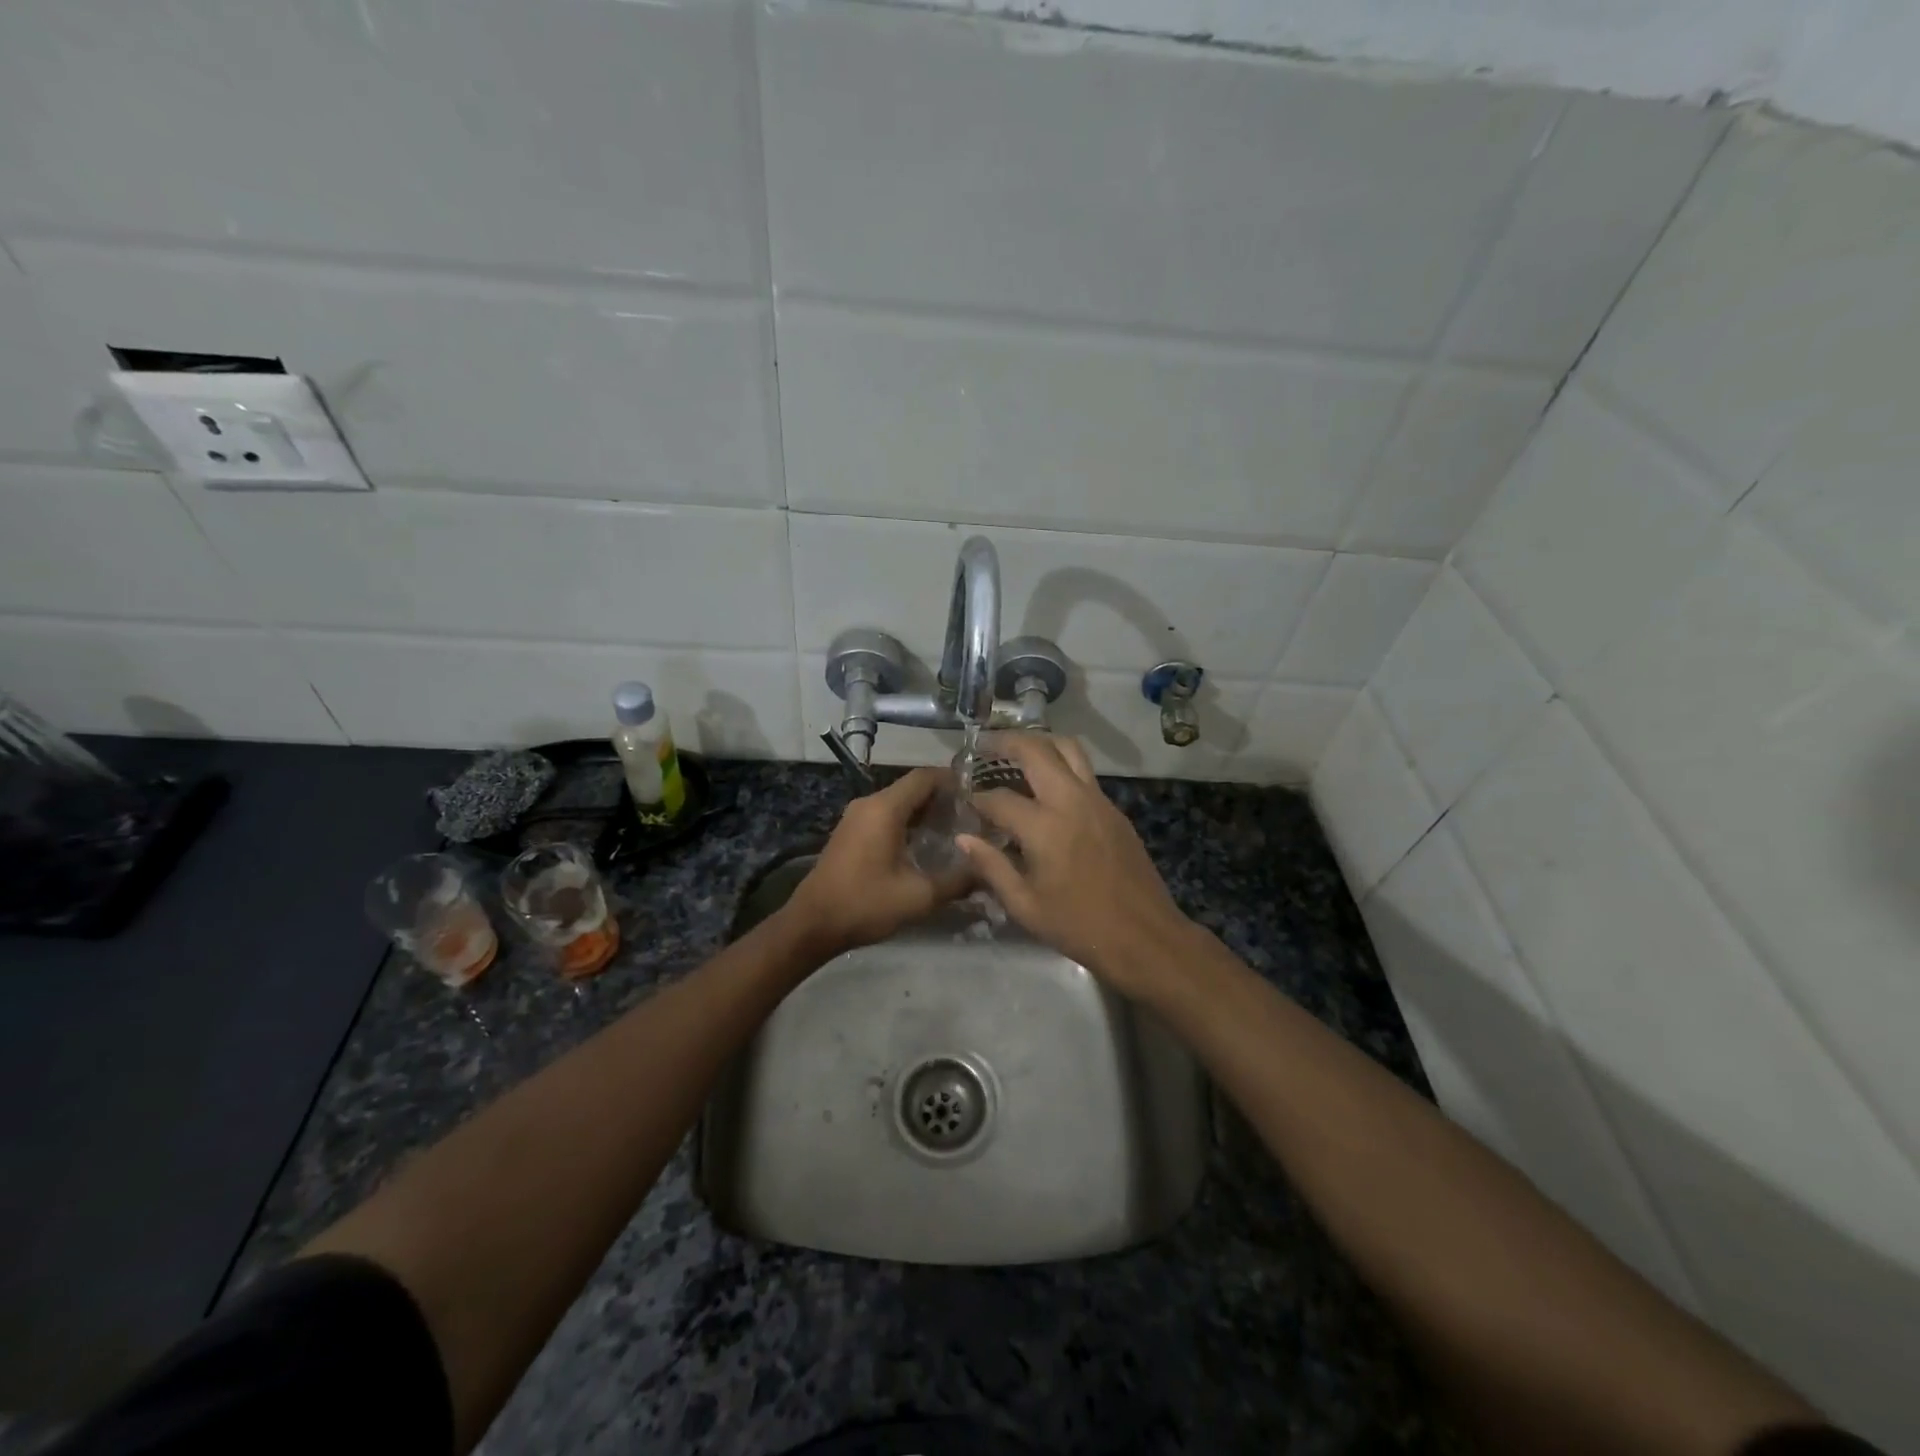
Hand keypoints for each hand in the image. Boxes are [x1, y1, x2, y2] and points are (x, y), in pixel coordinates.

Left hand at [783, 767, 966, 956]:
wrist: (812, 924)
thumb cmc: (865, 904)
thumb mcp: (918, 896)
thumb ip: (957, 881)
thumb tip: (988, 871)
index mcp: (885, 808)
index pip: (925, 777)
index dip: (953, 780)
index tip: (979, 794)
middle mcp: (869, 804)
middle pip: (912, 788)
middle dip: (943, 798)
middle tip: (973, 816)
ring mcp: (856, 817)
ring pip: (898, 802)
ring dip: (925, 812)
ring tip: (956, 831)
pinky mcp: (850, 832)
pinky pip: (885, 816)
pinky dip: (908, 822)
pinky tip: (926, 844)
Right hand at [957, 735, 1193, 1000]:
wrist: (1145, 937)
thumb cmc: (1079, 926)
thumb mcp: (1025, 906)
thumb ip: (991, 867)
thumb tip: (964, 837)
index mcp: (1044, 827)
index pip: (999, 798)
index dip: (977, 798)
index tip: (964, 801)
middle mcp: (1071, 800)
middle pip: (1036, 750)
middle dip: (1006, 742)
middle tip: (985, 746)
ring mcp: (1098, 800)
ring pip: (1068, 749)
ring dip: (1039, 743)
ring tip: (1017, 752)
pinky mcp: (1114, 809)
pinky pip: (1084, 772)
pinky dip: (1060, 764)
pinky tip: (1047, 786)